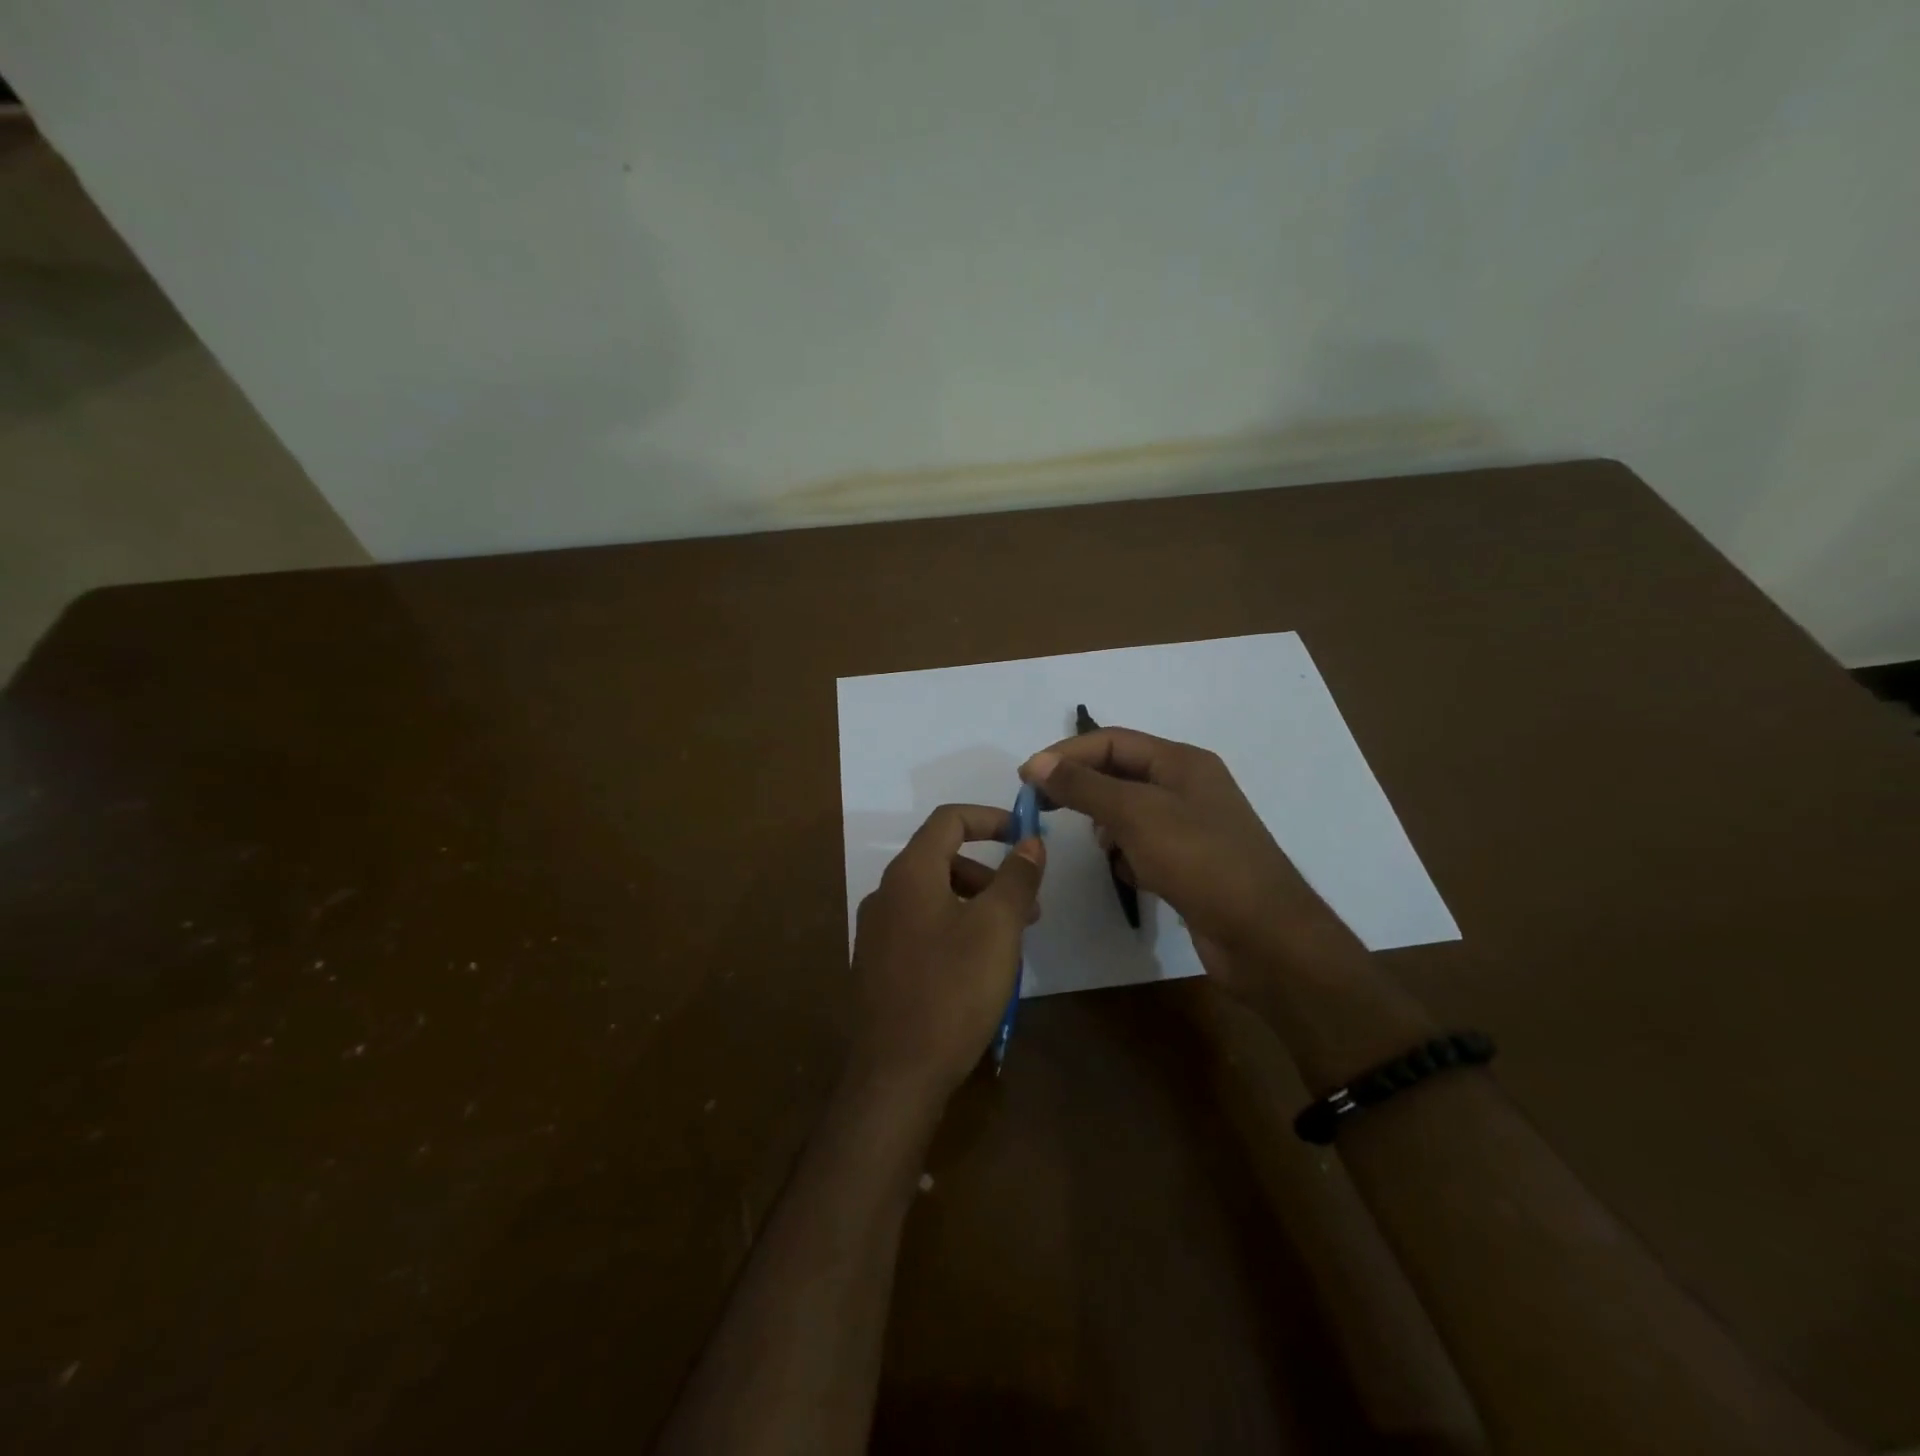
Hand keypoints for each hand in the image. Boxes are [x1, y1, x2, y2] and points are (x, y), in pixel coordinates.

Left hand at [848, 804, 1045, 1104]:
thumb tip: (1031, 841)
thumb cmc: (952, 990)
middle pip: (942, 858)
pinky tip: (977, 967)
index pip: (949, 820)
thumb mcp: (997, 928)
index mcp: (910, 874)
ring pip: (934, 895)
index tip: (1026, 836)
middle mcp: (886, 893)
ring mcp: (877, 930)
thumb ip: (1016, 878)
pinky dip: (955, 927)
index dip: (991, 818)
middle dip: (990, 872)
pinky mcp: (878, 964)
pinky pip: (922, 926)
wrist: (895, 1074)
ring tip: (1010, 942)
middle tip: (1029, 906)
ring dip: (976, 903)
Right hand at [1019, 729, 1363, 998]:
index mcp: (1181, 762)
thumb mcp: (1135, 814)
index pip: (1112, 741)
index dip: (1066, 754)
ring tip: (1104, 847)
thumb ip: (1083, 786)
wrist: (1265, 936)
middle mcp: (1187, 786)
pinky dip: (1128, 855)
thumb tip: (1037, 763)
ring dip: (1107, 826)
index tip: (1026, 779)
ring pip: (1129, 812)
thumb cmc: (1200, 860)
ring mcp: (1190, 826)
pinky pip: (1143, 845)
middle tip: (1043, 809)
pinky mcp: (1190, 862)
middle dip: (1083, 790)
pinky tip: (1130, 875)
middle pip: (1119, 774)